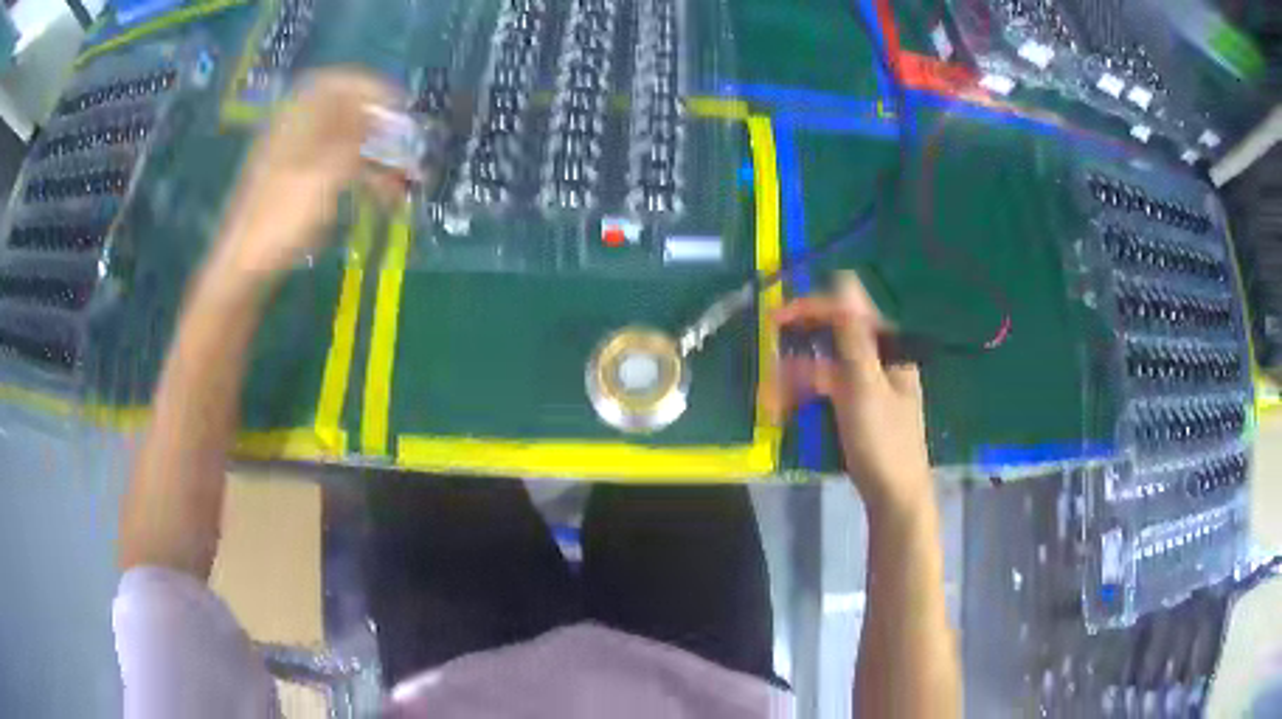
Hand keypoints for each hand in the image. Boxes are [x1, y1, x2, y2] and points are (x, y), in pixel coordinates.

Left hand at [210, 68, 401, 285]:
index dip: (372, 87)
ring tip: (404, 182)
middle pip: (344, 114)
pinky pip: (335, 169)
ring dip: (377, 159)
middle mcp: (297, 133)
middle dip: (381, 129)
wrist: (243, 269)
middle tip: (408, 149)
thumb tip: (383, 109)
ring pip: (344, 145)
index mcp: (297, 120)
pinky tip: (380, 197)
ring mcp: (295, 160)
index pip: (337, 82)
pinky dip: (360, 177)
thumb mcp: (323, 174)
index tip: (401, 107)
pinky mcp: (297, 186)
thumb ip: (356, 137)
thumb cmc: (281, 219)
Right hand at [772, 271, 931, 513]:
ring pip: (827, 366)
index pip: (848, 312)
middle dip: (800, 344)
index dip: (812, 309)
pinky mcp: (858, 408)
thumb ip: (854, 335)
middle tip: (768, 353)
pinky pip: (828, 391)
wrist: (895, 496)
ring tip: (771, 397)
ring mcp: (869, 385)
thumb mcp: (865, 385)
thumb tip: (844, 281)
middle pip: (836, 337)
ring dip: (798, 376)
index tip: (775, 318)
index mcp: (887, 349)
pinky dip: (807, 395)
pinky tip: (784, 408)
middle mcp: (879, 360)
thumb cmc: (882, 440)